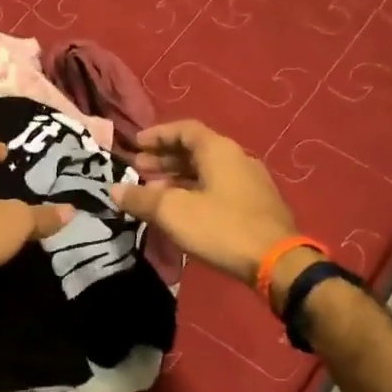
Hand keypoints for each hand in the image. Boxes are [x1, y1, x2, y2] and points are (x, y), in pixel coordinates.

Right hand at [110, 120, 300, 285]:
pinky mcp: (257, 205)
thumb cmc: (221, 227)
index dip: (157, 135)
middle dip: (164, 158)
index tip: (135, 145)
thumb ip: (141, 199)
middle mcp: (237, 158)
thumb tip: (114, 190)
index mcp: (219, 150)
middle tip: (138, 170)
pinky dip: (196, 191)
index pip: (184, 129)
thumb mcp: (173, 212)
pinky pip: (219, 188)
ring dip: (178, 178)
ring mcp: (251, 182)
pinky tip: (182, 211)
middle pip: (196, 150)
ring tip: (154, 193)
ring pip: (207, 171)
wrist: (277, 262)